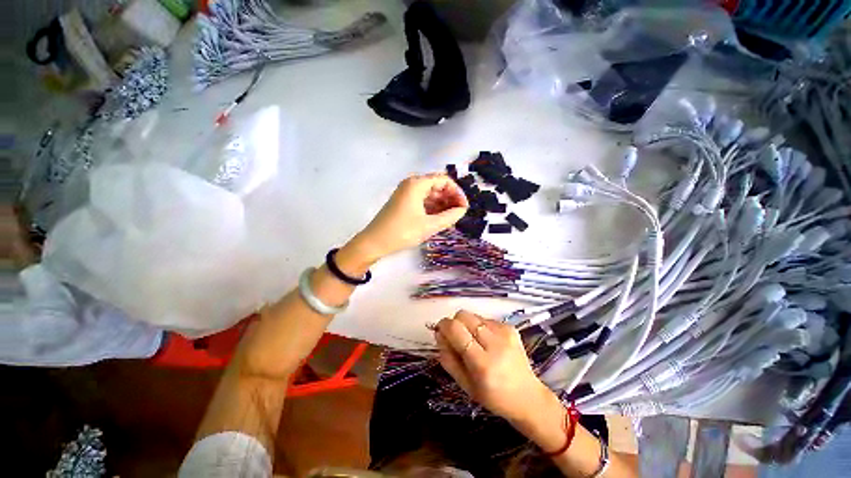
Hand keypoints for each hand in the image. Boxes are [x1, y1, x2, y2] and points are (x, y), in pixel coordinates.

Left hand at [350, 174, 467, 262]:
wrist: (374, 242)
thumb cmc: (402, 232)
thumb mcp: (429, 225)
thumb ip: (449, 217)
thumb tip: (462, 210)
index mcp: (417, 184)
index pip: (444, 180)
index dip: (457, 192)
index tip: (464, 207)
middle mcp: (411, 184)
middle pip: (437, 185)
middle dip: (450, 198)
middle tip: (459, 213)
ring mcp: (406, 193)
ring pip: (430, 194)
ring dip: (442, 203)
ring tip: (451, 217)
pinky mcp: (404, 202)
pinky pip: (423, 200)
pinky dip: (433, 207)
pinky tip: (440, 217)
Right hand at [434, 310, 552, 422]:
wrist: (528, 397)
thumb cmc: (493, 397)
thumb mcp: (465, 385)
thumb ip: (448, 359)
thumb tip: (439, 334)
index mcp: (482, 363)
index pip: (456, 329)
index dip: (444, 326)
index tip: (440, 331)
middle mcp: (495, 343)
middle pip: (463, 315)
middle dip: (454, 323)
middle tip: (456, 338)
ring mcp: (505, 333)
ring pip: (473, 315)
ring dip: (467, 325)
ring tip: (473, 342)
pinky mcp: (511, 327)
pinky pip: (485, 319)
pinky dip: (479, 327)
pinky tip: (486, 342)